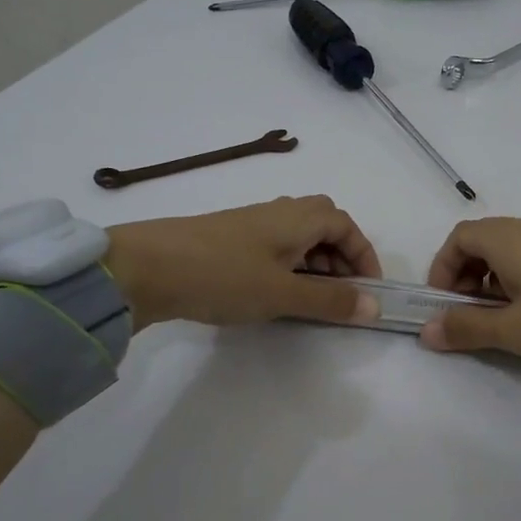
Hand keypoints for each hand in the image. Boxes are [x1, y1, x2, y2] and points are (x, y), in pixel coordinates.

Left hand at [104, 196, 382, 330]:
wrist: (146, 268)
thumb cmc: (223, 276)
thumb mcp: (283, 294)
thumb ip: (330, 301)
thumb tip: (375, 307)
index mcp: (298, 217)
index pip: (346, 225)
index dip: (364, 255)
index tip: (368, 290)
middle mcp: (278, 212)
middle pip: (324, 226)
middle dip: (340, 259)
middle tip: (341, 295)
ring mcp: (250, 225)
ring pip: (297, 238)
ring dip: (314, 265)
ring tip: (310, 300)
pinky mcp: (228, 240)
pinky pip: (273, 249)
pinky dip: (287, 268)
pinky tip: (274, 294)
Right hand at [419, 218, 520, 386]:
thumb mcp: (516, 332)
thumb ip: (467, 327)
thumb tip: (426, 330)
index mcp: (512, 239)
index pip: (459, 237)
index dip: (443, 268)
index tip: (445, 306)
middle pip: (484, 241)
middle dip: (467, 277)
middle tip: (472, 316)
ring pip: (512, 252)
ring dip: (495, 282)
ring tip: (506, 321)